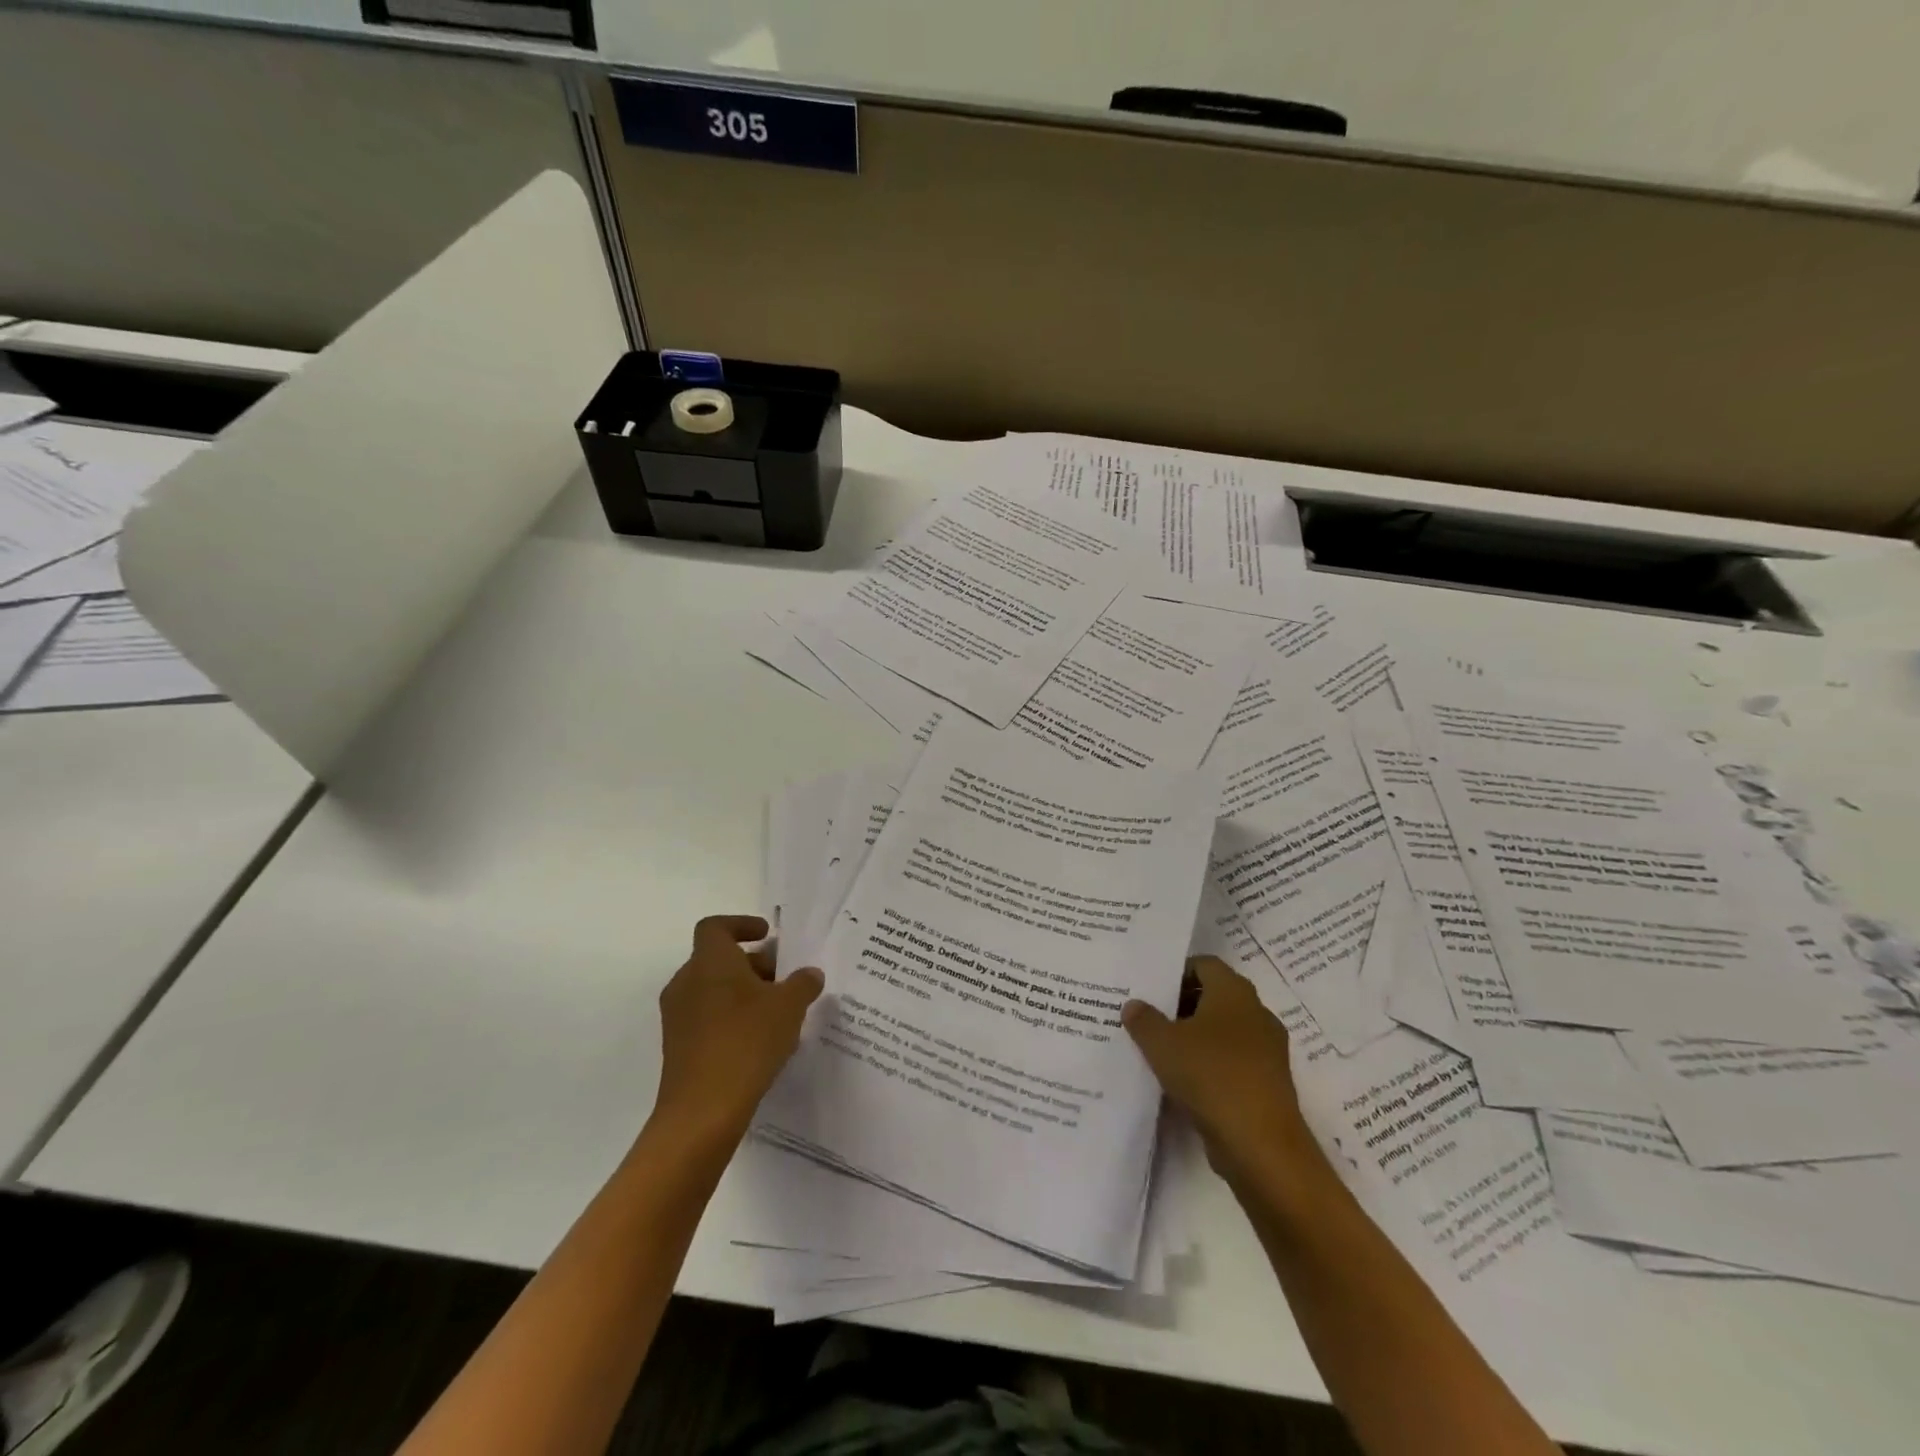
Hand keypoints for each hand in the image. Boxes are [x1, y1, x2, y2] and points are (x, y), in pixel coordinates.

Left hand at [650, 915, 823, 1151]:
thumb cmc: (747, 1042)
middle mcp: (686, 982)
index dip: (741, 924)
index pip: (716, 927)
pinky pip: (707, 1018)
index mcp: (709, 961)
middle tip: (784, 980)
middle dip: (752, 964)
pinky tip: (760, 1041)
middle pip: (718, 959)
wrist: (702, 1111)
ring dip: (743, 993)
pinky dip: (731, 1018)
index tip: (767, 935)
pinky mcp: (678, 1047)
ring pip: (713, 990)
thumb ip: (803, 983)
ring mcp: (678, 1017)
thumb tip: (810, 974)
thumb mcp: (789, 1007)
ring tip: (778, 1013)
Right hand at [1123, 956, 1320, 1186]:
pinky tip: (1182, 1081)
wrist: (1261, 1145)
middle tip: (1148, 1017)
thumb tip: (1134, 1005)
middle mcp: (1256, 1013)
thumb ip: (1144, 1020)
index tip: (1150, 988)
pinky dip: (1210, 1065)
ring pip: (1224, 1032)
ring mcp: (1267, 1051)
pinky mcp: (1268, 1084)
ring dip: (1195, 1037)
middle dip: (1182, 1005)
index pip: (1204, 965)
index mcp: (1234, 992)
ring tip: (1160, 1050)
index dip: (1177, 971)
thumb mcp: (1162, 1044)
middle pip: (1214, 997)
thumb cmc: (1210, 1076)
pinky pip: (1233, 1062)